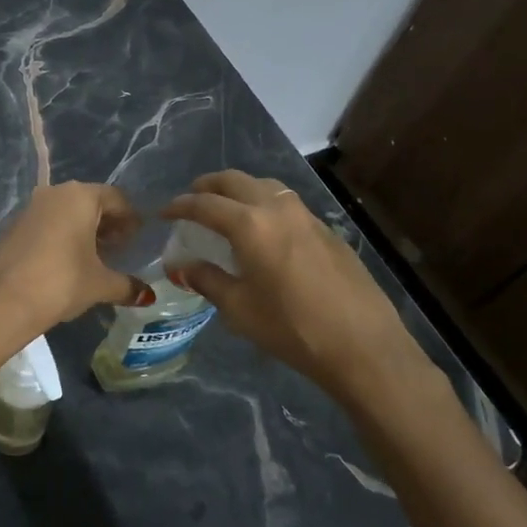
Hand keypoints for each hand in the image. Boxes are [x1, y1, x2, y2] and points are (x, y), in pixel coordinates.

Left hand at [0, 182, 149, 339]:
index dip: (130, 219)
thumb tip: (147, 296)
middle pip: (89, 202)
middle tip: (117, 249)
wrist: (1, 301)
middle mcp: (54, 193)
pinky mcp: (12, 226)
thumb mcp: (100, 285)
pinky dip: (60, 237)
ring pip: (65, 212)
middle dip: (106, 224)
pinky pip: (46, 224)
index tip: (137, 240)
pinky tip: (64, 263)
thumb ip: (127, 285)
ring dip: (82, 230)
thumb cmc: (61, 282)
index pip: (116, 198)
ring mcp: (29, 208)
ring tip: (92, 258)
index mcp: (80, 197)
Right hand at [161, 171, 442, 415]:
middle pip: (235, 181)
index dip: (180, 206)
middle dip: (209, 186)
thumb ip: (207, 280)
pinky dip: (264, 203)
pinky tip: (264, 228)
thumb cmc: (292, 328)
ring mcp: (306, 216)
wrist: (362, 345)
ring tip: (226, 206)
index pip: (205, 204)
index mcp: (250, 224)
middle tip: (192, 198)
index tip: (164, 212)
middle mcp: (277, 209)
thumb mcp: (239, 309)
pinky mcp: (326, 230)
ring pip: (265, 186)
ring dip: (239, 189)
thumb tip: (181, 266)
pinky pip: (286, 203)